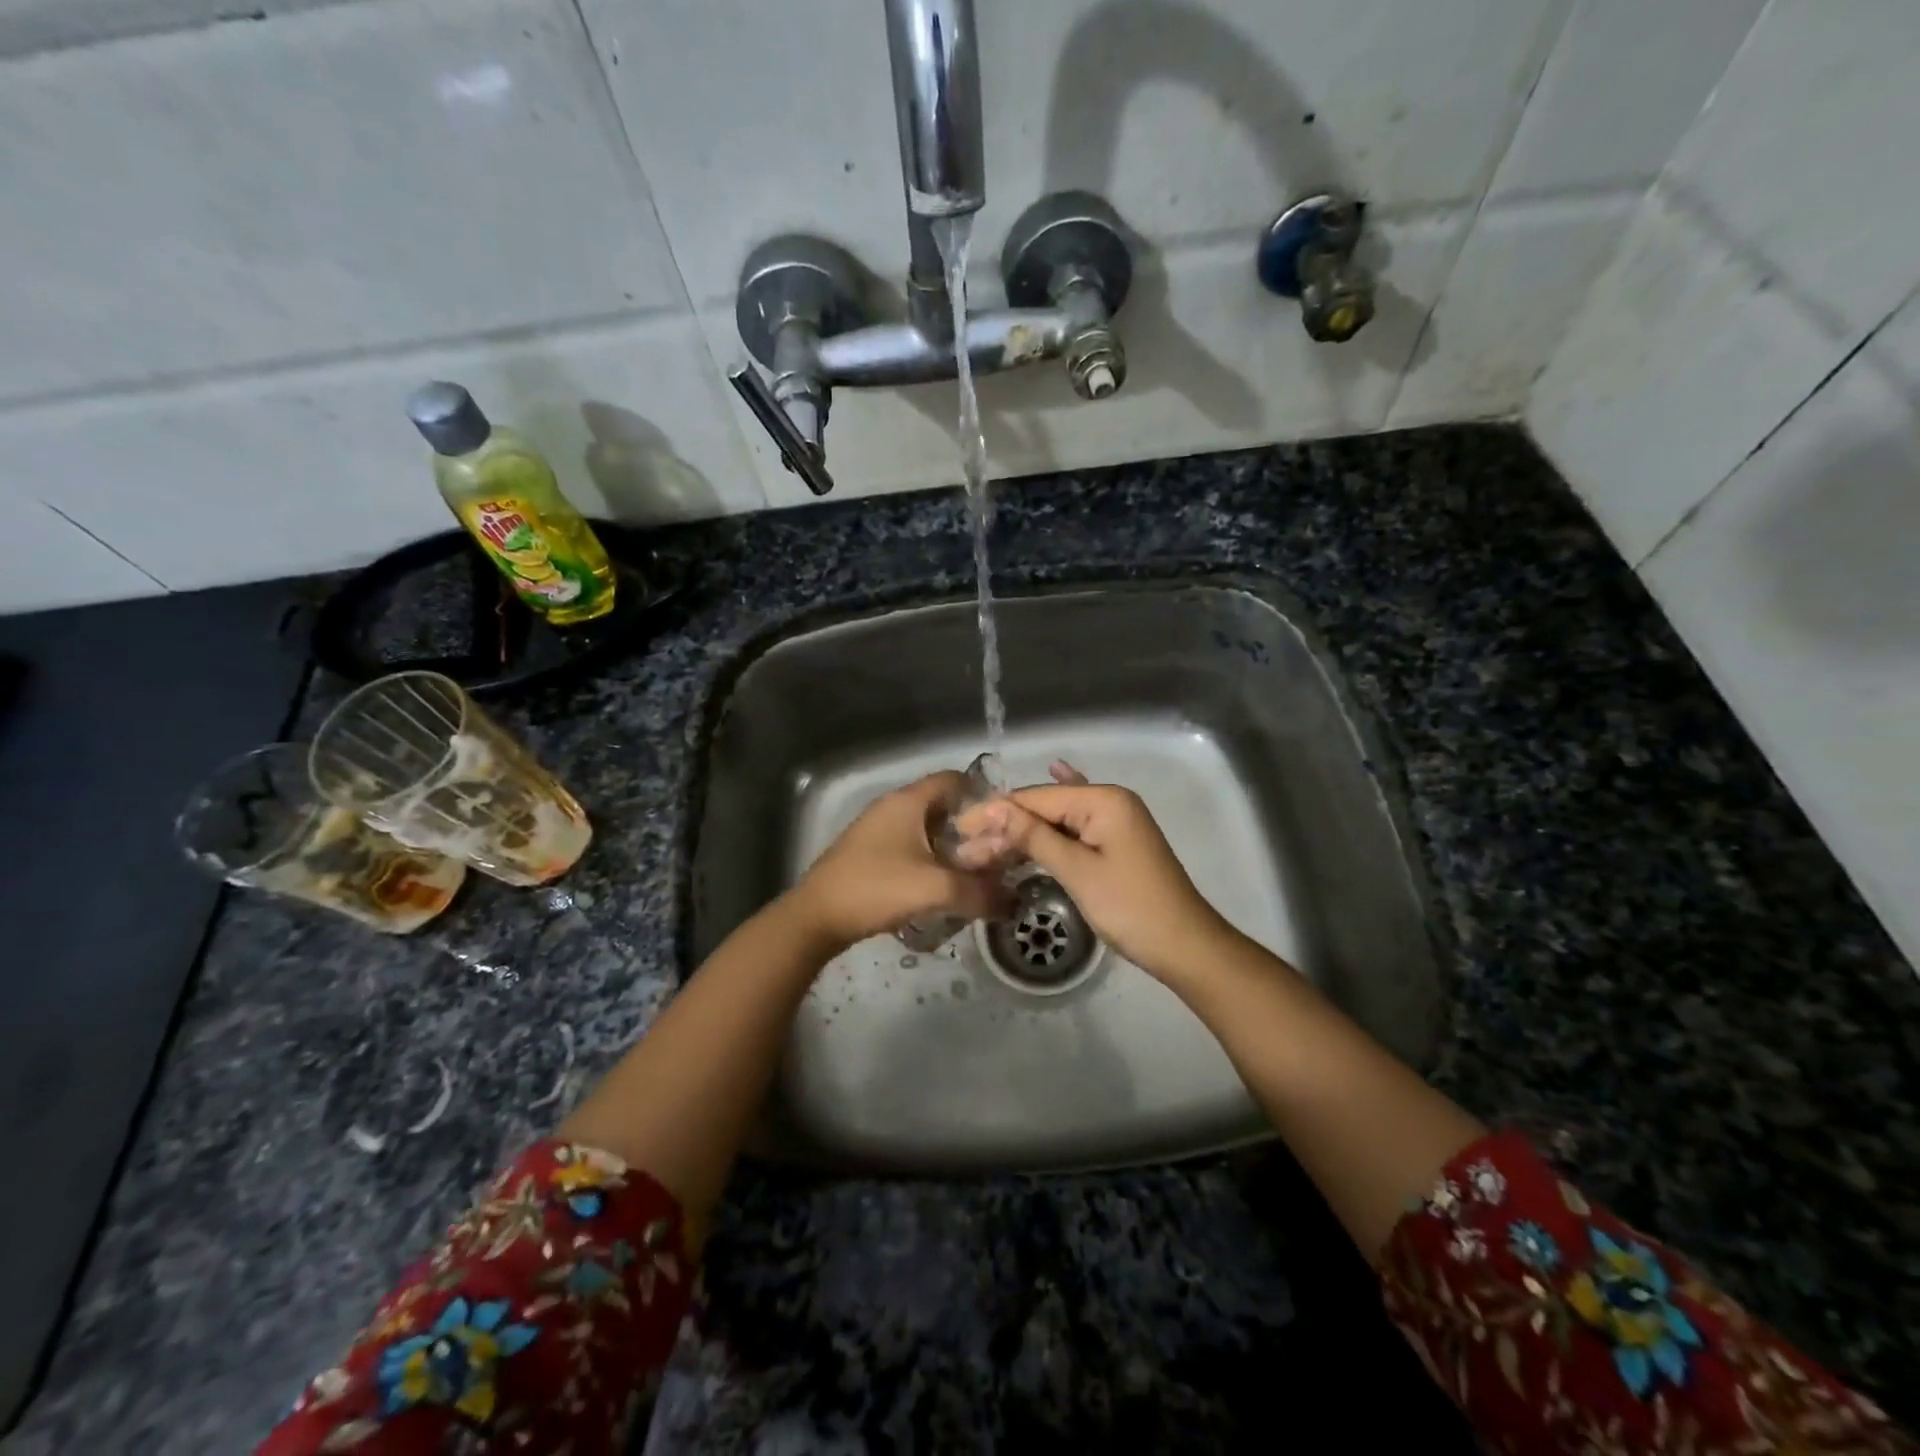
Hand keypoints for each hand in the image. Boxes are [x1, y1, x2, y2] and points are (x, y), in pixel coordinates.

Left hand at [787, 771, 1011, 951]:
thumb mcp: (935, 889)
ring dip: (951, 847)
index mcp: (908, 801)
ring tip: (974, 873)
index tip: (1005, 823)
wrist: (816, 917)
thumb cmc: (876, 888)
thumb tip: (1013, 902)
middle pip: (943, 806)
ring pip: (926, 829)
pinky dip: (930, 859)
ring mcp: (878, 830)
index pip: (954, 779)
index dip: (983, 795)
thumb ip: (979, 892)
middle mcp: (893, 807)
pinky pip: (910, 847)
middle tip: (996, 854)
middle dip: (971, 828)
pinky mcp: (869, 853)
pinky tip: (941, 886)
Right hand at [957, 763, 1241, 984]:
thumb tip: (993, 808)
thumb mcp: (1077, 871)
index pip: (1037, 798)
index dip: (996, 813)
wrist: (1184, 946)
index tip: (959, 830)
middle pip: (1046, 808)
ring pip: (1058, 821)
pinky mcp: (1116, 843)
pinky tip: (1051, 781)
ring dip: (1025, 832)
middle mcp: (1110, 800)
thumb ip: (1034, 836)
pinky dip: (1053, 826)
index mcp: (1103, 799)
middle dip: (1007, 826)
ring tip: (984, 847)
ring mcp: (1116, 821)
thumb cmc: (1130, 907)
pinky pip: (1076, 828)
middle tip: (966, 849)